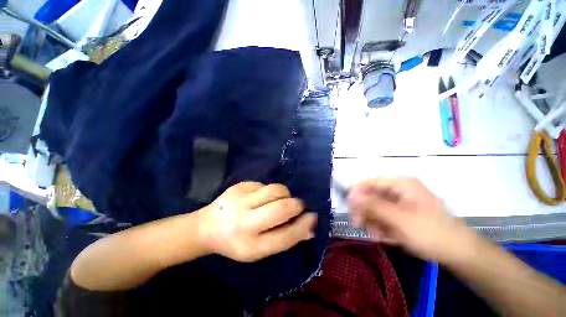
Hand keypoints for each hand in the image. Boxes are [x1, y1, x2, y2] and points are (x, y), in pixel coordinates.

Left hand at [197, 182, 316, 262]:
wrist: (207, 227)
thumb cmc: (236, 242)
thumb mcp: (259, 249)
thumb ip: (284, 238)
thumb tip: (310, 227)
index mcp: (250, 246)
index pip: (286, 236)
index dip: (303, 225)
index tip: (313, 216)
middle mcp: (244, 222)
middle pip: (282, 208)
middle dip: (297, 205)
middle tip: (298, 205)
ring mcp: (240, 200)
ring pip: (276, 190)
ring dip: (285, 194)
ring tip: (280, 200)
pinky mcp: (239, 186)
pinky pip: (265, 184)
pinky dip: (271, 191)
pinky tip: (262, 197)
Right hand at [348, 177, 476, 262]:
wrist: (459, 252)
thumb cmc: (430, 232)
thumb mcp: (399, 219)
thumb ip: (373, 205)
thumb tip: (351, 195)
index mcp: (400, 184)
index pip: (369, 182)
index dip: (356, 192)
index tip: (348, 207)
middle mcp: (399, 189)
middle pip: (371, 195)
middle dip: (364, 210)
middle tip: (358, 224)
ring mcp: (400, 201)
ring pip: (375, 207)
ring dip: (372, 220)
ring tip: (375, 234)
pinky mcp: (402, 212)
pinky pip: (383, 215)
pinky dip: (380, 225)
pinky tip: (383, 236)